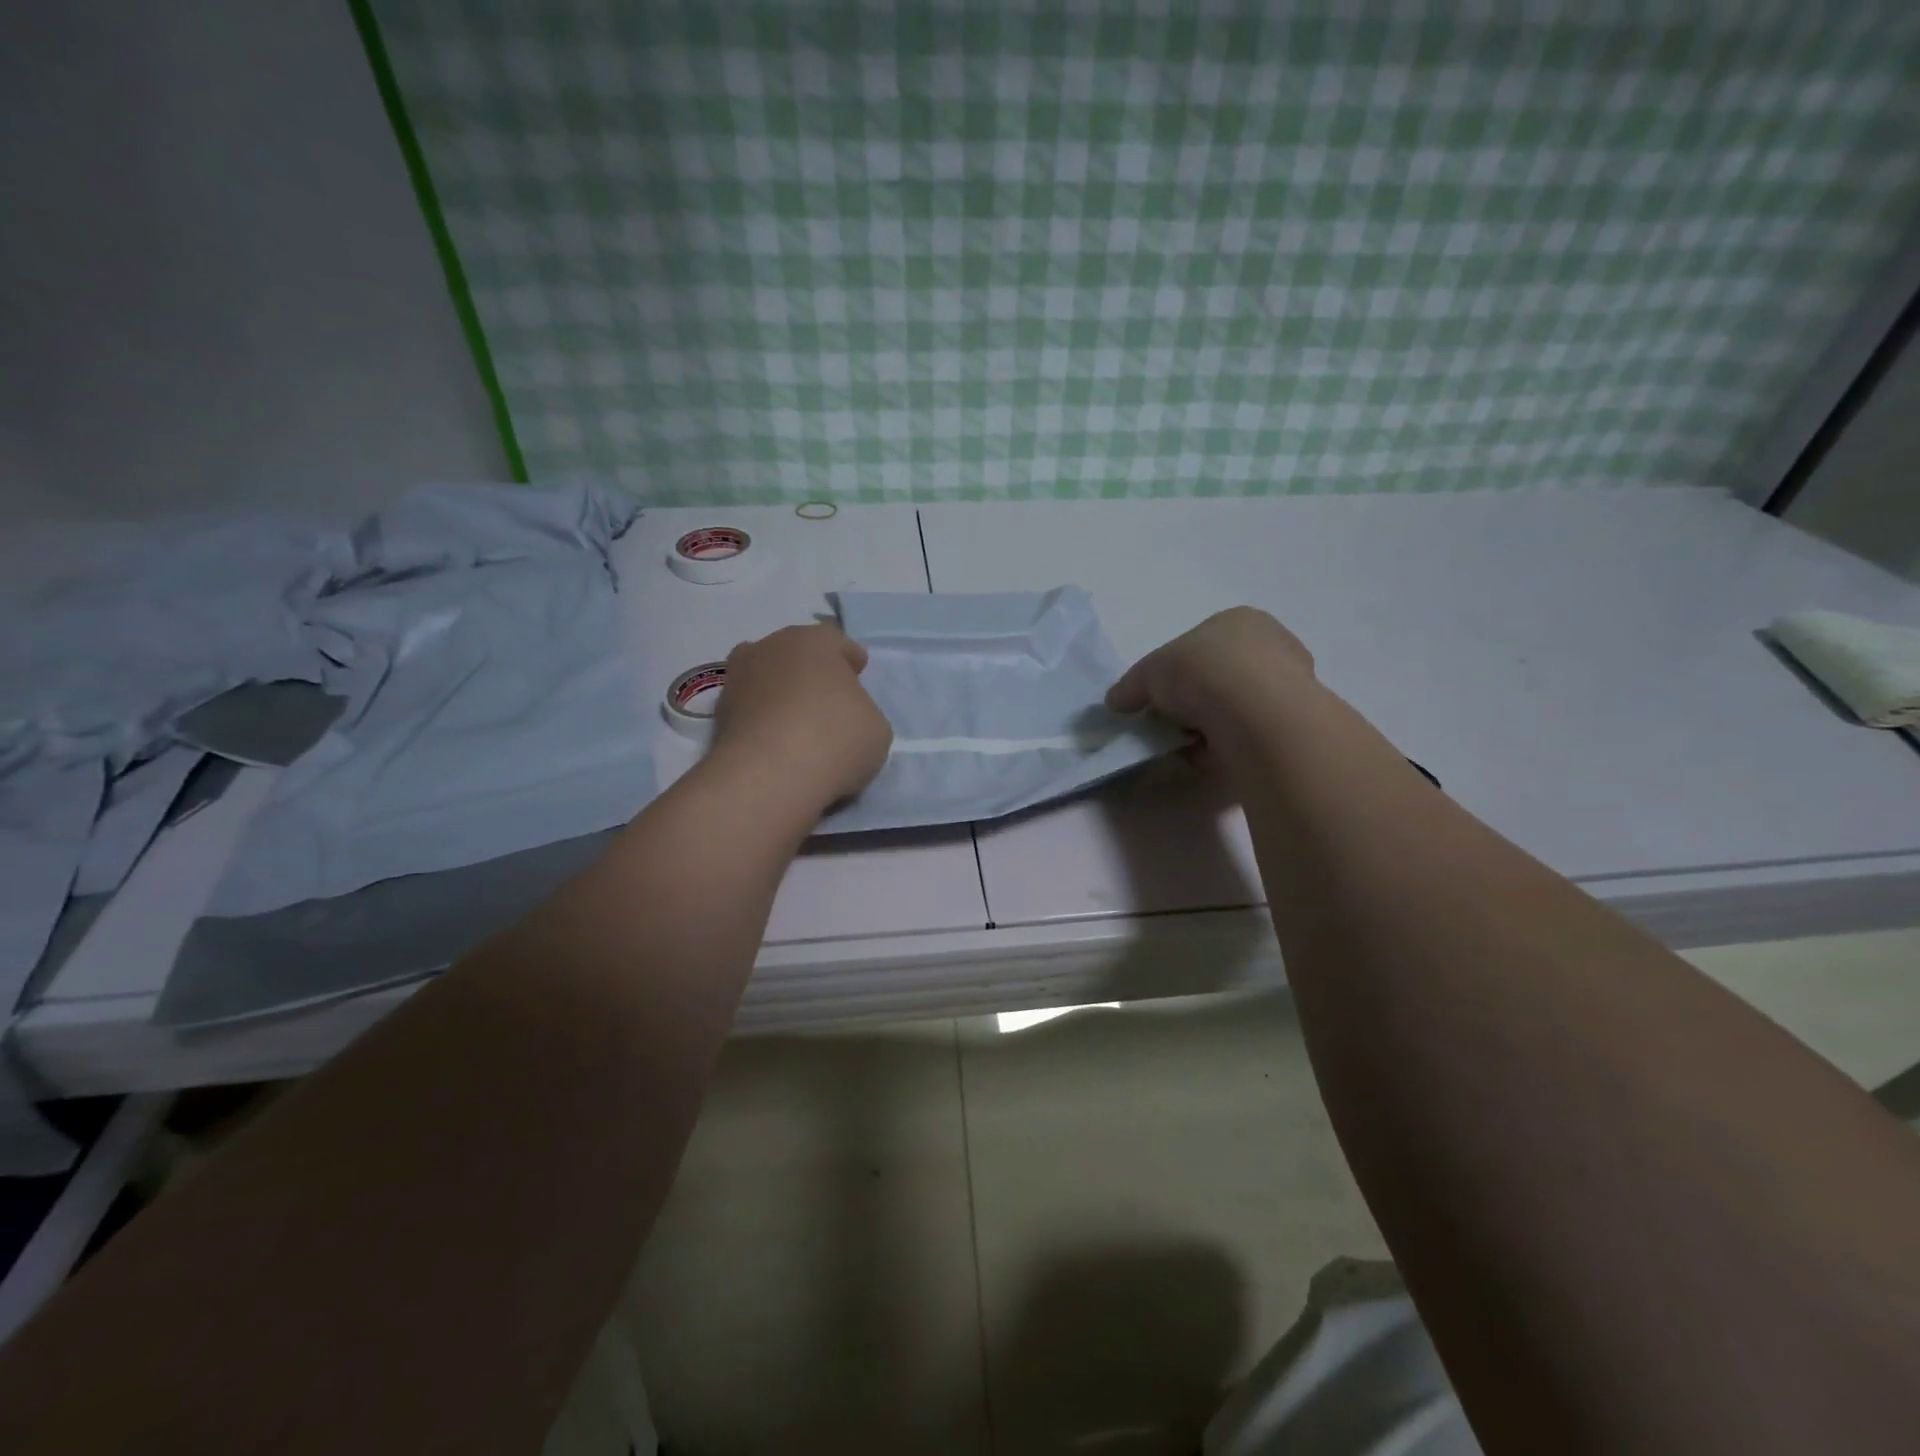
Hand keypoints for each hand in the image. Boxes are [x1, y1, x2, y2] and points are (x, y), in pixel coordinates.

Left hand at [711, 624, 892, 808]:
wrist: (769, 776)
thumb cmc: (835, 739)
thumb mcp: (876, 728)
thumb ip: (860, 711)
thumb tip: (844, 718)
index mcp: (815, 641)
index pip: (837, 642)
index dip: (850, 659)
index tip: (857, 674)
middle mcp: (771, 647)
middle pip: (796, 654)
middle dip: (811, 672)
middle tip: (826, 699)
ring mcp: (738, 678)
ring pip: (767, 679)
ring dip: (780, 694)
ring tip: (796, 724)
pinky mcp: (718, 715)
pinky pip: (750, 710)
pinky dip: (761, 720)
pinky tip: (775, 743)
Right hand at [1106, 608, 1317, 752]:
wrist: (1255, 716)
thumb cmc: (1203, 672)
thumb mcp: (1149, 672)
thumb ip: (1131, 686)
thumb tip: (1115, 702)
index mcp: (1240, 621)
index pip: (1200, 644)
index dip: (1174, 671)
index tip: (1158, 697)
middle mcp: (1272, 647)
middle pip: (1218, 677)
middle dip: (1193, 701)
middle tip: (1170, 722)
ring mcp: (1290, 687)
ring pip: (1234, 709)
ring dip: (1209, 727)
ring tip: (1187, 744)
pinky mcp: (1293, 726)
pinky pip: (1248, 736)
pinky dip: (1226, 747)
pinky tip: (1210, 756)